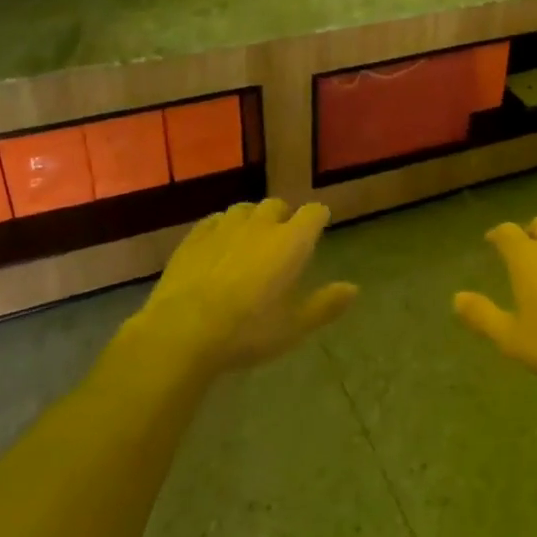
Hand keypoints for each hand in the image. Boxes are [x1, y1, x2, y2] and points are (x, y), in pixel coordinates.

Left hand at [134, 199, 356, 373]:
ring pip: (244, 209)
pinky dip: (222, 228)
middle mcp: (261, 224)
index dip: (318, 218)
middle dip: (284, 217)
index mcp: (291, 241)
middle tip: (282, 240)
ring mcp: (224, 227)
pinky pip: (215, 221)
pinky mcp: (194, 236)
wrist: (183, 330)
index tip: (318, 228)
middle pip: (278, 205)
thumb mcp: (294, 326)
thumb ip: (325, 304)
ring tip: (250, 241)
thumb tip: (354, 288)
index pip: (314, 212)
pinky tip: (218, 246)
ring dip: (252, 220)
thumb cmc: (247, 330)